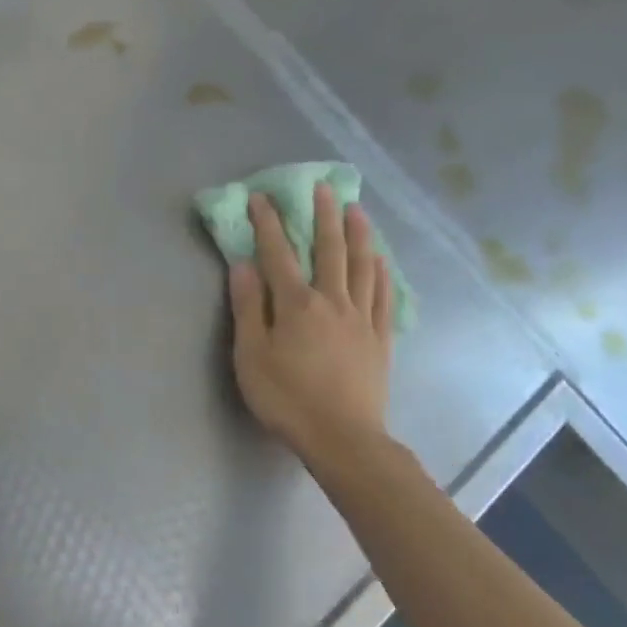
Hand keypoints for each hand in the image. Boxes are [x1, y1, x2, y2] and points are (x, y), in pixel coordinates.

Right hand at [228, 185, 397, 475]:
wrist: (343, 438)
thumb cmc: (287, 398)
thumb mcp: (251, 355)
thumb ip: (248, 307)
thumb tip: (243, 264)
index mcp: (296, 304)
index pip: (278, 253)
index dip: (268, 223)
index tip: (261, 197)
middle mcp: (332, 300)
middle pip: (329, 249)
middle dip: (323, 216)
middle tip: (323, 188)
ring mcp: (361, 318)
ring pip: (362, 265)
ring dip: (358, 234)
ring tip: (357, 209)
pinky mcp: (380, 337)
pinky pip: (383, 295)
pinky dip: (380, 271)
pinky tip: (380, 259)